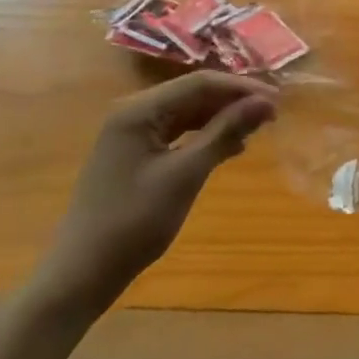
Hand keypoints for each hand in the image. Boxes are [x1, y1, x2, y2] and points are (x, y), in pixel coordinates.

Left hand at [31, 73, 276, 316]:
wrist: (81, 275)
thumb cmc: (134, 222)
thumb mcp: (185, 175)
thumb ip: (225, 133)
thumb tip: (265, 102)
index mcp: (138, 110)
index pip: (199, 83)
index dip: (240, 88)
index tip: (276, 101)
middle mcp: (133, 113)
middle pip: (192, 94)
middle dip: (232, 102)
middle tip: (271, 115)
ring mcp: (131, 134)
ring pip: (187, 113)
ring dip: (221, 119)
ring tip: (256, 130)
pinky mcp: (134, 154)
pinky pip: (177, 133)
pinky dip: (204, 137)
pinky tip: (229, 148)